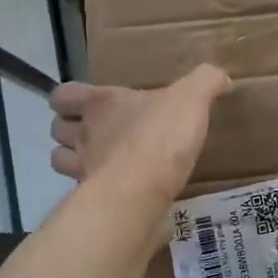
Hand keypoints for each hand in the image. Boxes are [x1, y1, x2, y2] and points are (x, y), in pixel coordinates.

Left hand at [48, 66, 230, 202]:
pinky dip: (94, 191)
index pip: (63, 95)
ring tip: (102, 161)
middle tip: (96, 131)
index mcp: (102, 103)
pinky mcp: (93, 201)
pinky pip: (84, 193)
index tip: (84, 102)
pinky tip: (118, 190)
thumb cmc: (159, 137)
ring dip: (75, 160)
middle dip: (70, 129)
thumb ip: (204, 82)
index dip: (69, 98)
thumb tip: (220, 76)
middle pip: (57, 129)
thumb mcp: (191, 99)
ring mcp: (84, 170)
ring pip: (62, 161)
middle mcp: (86, 134)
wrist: (139, 194)